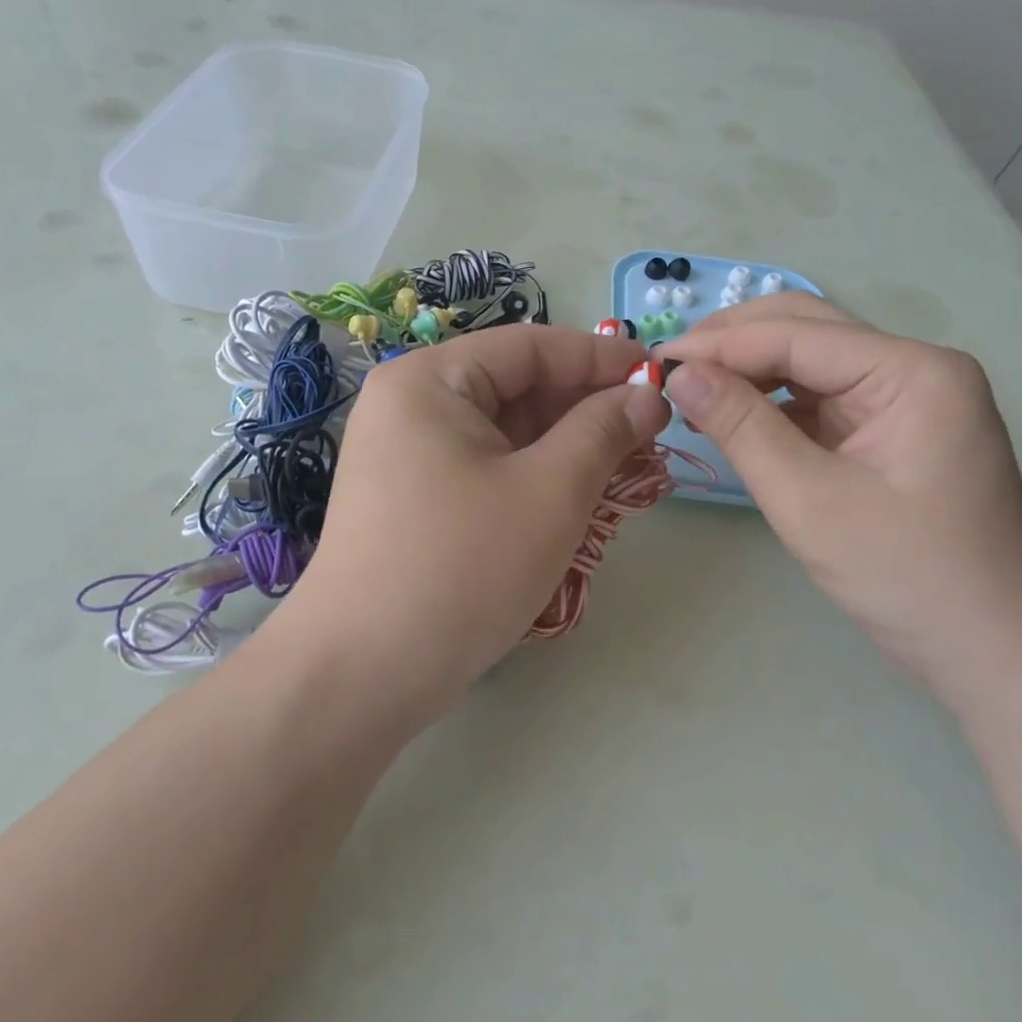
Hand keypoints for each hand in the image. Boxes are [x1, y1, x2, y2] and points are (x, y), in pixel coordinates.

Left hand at [278, 324, 669, 715]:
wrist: (362, 673)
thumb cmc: (462, 568)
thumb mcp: (550, 492)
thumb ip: (604, 431)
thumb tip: (647, 394)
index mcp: (430, 380)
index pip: (530, 347)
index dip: (599, 358)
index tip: (658, 375)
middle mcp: (410, 404)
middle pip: (515, 387)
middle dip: (585, 409)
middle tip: (650, 434)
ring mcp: (406, 453)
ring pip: (503, 431)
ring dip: (565, 447)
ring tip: (623, 469)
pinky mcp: (412, 496)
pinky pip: (484, 465)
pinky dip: (532, 475)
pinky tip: (576, 497)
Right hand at [662, 294, 1021, 695]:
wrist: (996, 655)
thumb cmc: (908, 577)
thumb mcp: (809, 501)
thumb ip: (742, 427)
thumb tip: (679, 374)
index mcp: (911, 371)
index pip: (796, 333)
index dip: (719, 343)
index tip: (654, 361)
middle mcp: (912, 368)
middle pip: (806, 328)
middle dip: (732, 343)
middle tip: (669, 370)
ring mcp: (904, 398)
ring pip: (808, 360)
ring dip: (749, 371)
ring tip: (691, 393)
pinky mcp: (890, 428)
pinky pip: (819, 397)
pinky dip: (771, 403)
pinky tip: (732, 417)